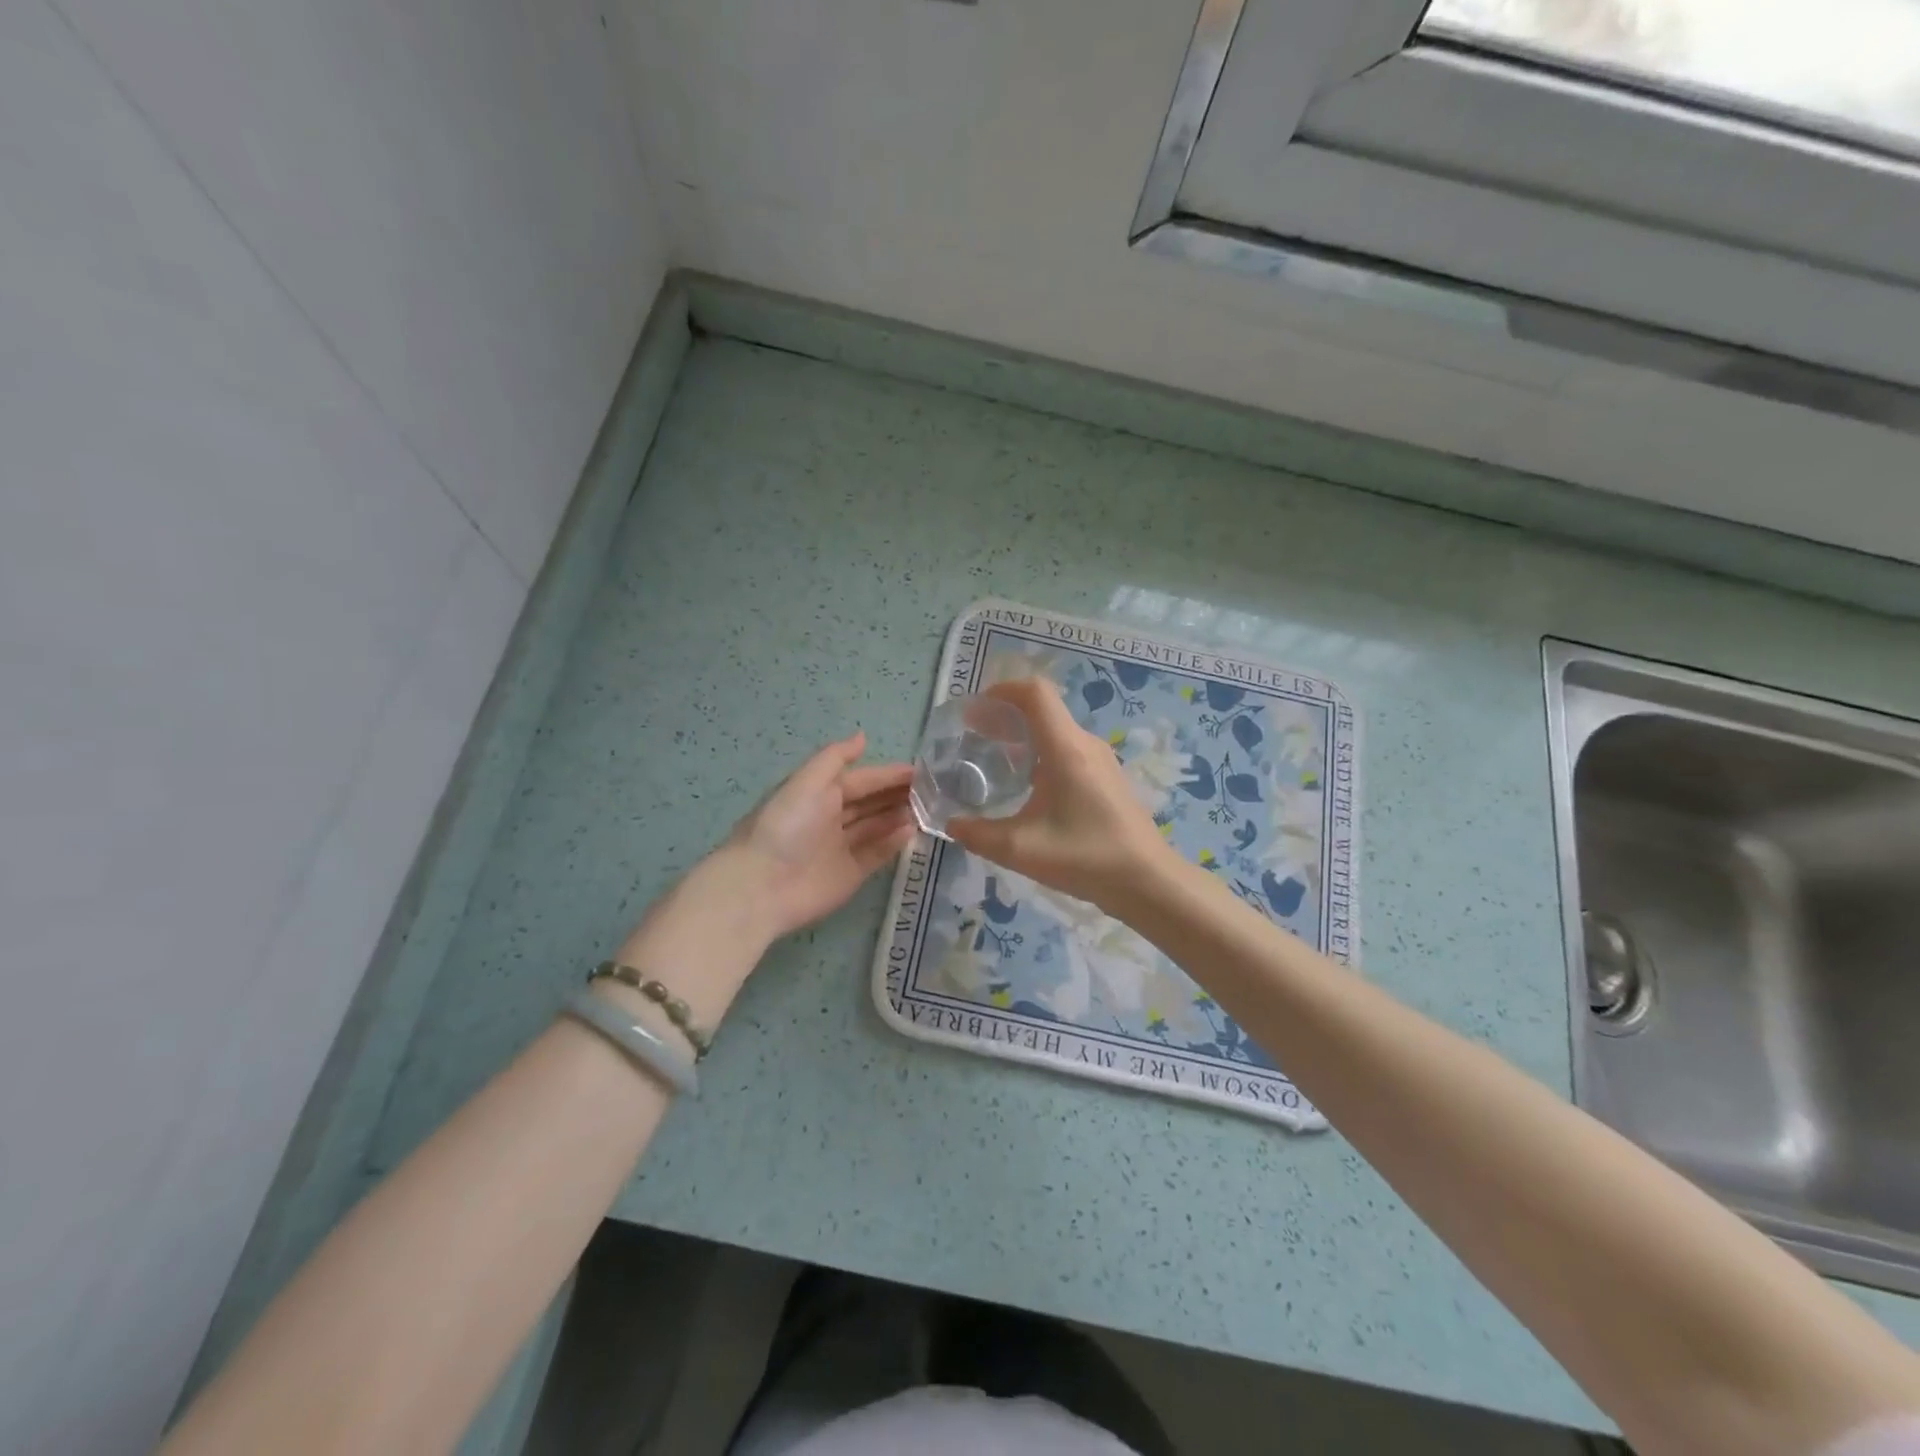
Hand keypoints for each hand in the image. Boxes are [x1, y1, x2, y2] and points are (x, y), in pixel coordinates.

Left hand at [726, 730, 916, 939]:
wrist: (762, 886)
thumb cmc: (785, 826)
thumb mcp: (806, 782)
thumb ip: (835, 758)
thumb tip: (862, 737)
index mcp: (818, 794)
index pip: (861, 780)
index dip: (888, 775)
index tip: (920, 772)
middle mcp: (831, 818)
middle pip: (870, 803)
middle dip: (897, 795)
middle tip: (930, 792)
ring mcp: (841, 848)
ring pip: (876, 827)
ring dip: (899, 817)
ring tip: (926, 809)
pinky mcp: (850, 875)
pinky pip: (876, 854)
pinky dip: (893, 843)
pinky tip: (911, 831)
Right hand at [948, 678, 1173, 912]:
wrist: (1147, 882)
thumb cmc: (1085, 858)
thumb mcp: (1021, 850)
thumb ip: (978, 834)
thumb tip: (950, 825)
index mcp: (1065, 748)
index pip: (1035, 693)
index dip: (1001, 691)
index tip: (974, 710)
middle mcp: (1084, 744)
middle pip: (1043, 709)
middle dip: (1005, 714)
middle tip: (973, 735)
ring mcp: (1100, 760)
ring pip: (1055, 730)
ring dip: (1023, 734)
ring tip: (993, 757)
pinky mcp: (1106, 777)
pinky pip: (1067, 748)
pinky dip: (1040, 751)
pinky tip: (1025, 784)